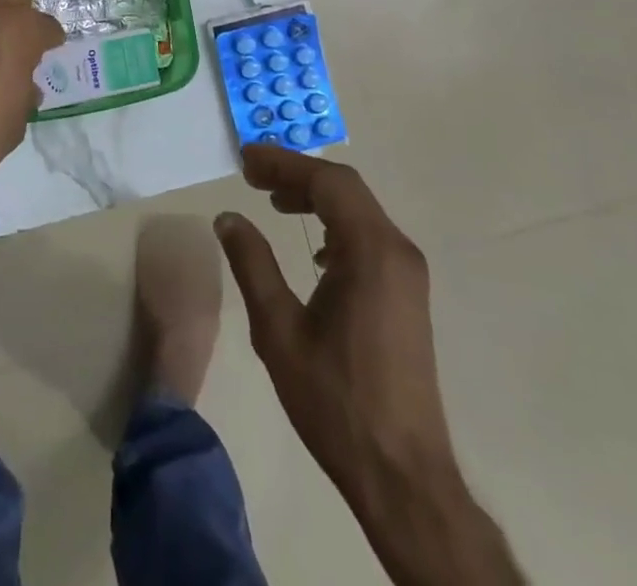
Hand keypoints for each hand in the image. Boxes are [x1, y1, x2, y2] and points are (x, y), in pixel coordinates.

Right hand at [216, 145, 524, 585]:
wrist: (403, 475)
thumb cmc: (336, 401)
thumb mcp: (278, 330)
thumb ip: (252, 264)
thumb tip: (228, 217)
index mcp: (371, 251)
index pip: (327, 182)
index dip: (284, 163)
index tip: (246, 160)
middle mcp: (397, 250)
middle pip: (346, 188)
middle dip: (298, 174)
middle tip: (253, 175)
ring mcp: (408, 272)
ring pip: (359, 210)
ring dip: (317, 197)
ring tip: (275, 201)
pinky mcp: (408, 294)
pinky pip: (370, 236)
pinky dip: (337, 224)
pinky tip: (314, 252)